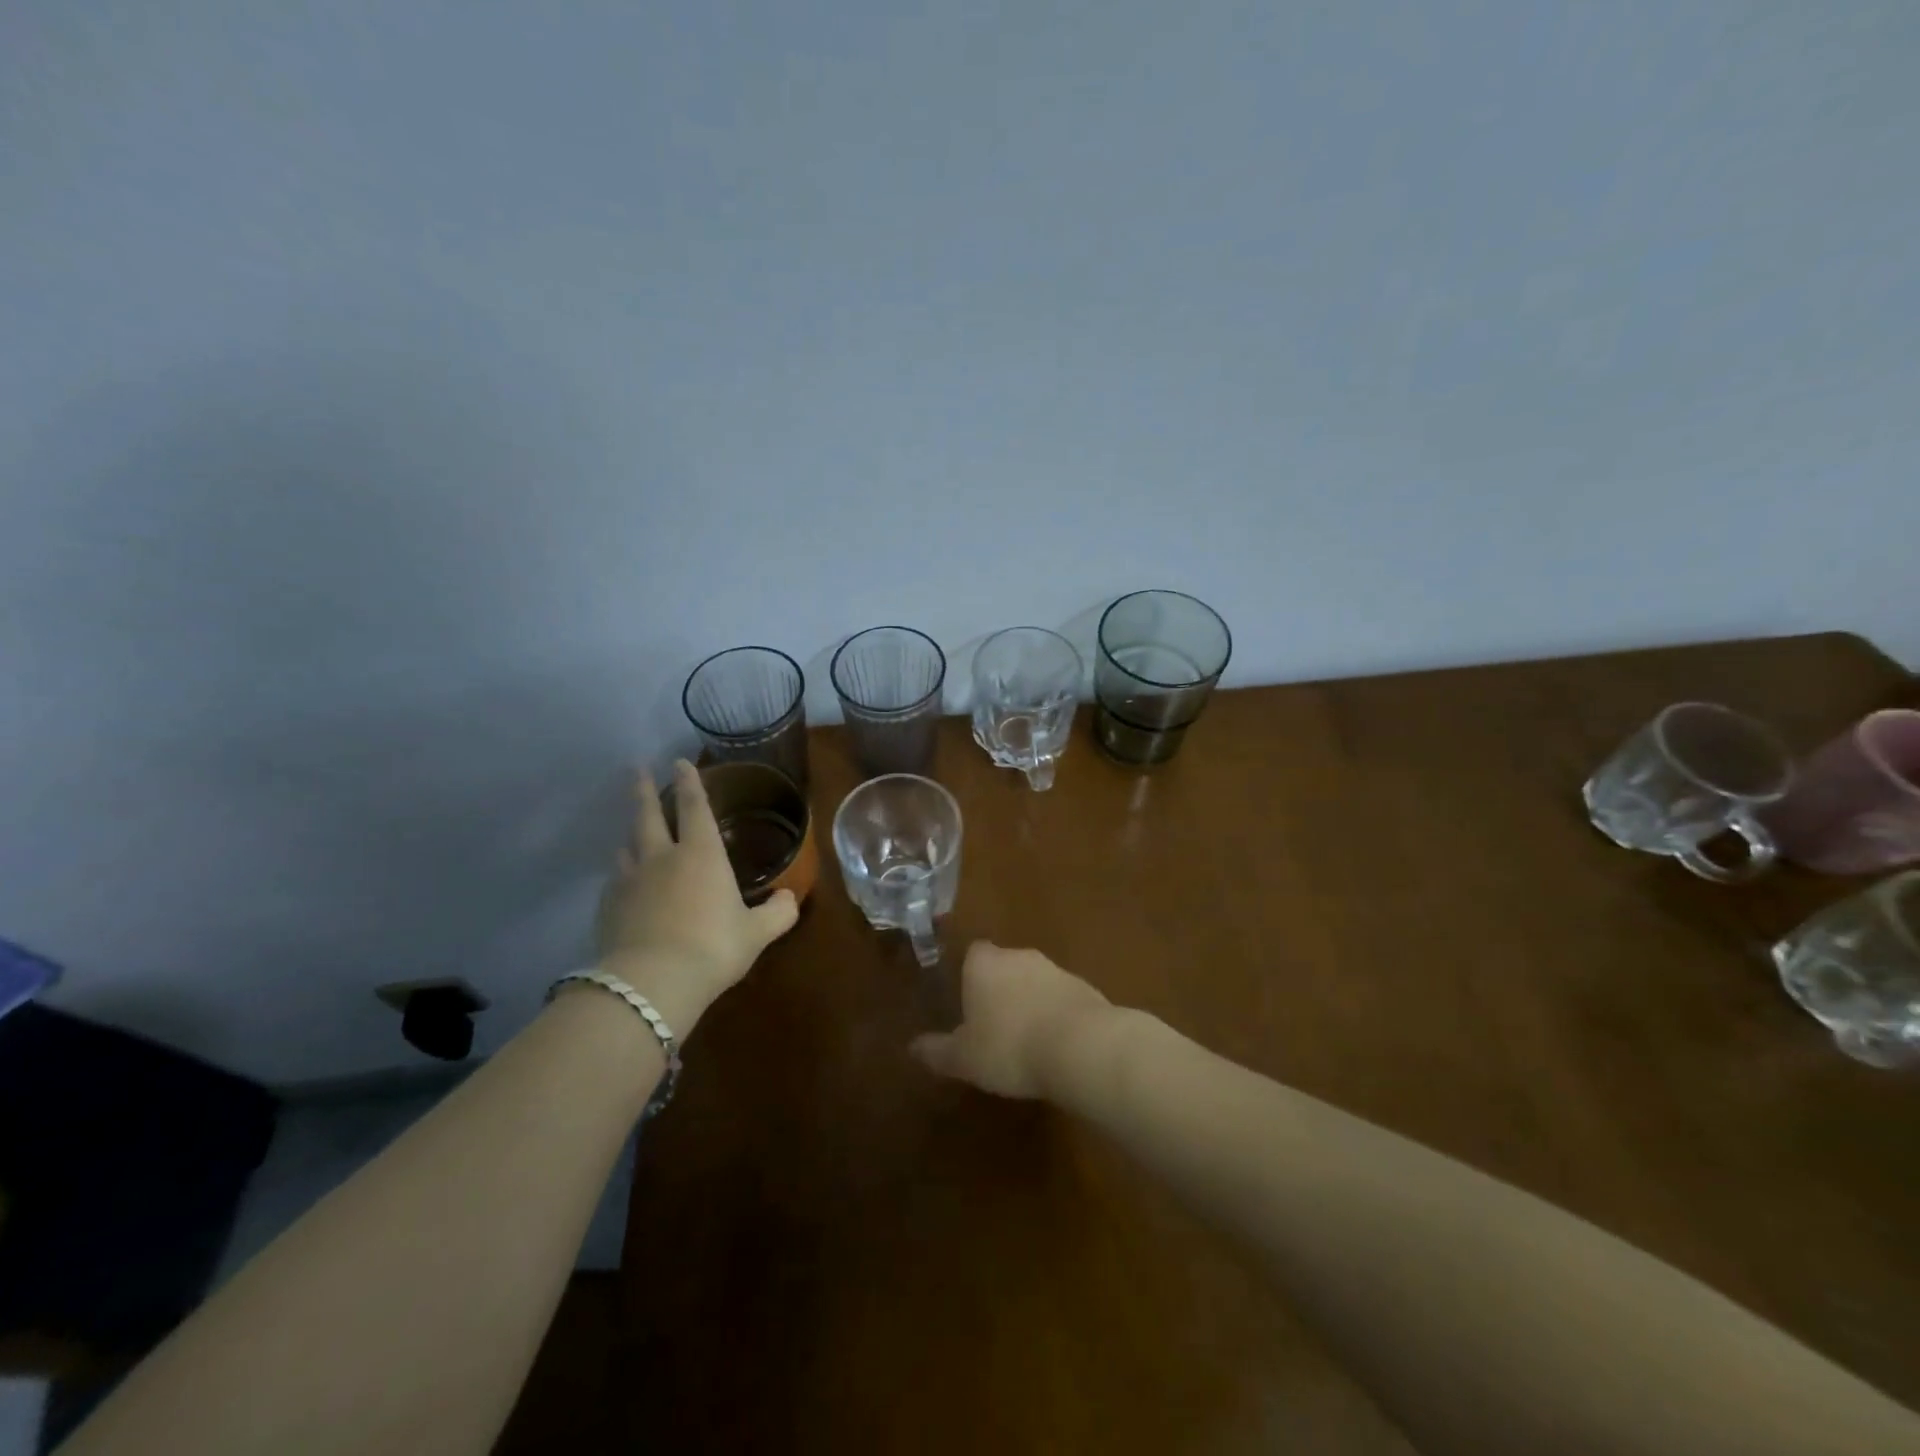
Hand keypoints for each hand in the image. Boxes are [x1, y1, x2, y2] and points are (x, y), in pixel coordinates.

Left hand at [595, 760, 798, 1035]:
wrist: (652, 983)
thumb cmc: (713, 948)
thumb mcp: (757, 933)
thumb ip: (777, 913)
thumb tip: (789, 898)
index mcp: (702, 854)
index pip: (695, 807)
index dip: (690, 782)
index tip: (679, 762)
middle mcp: (662, 857)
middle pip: (648, 815)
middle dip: (645, 791)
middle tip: (637, 770)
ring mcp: (630, 881)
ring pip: (627, 846)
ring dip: (632, 833)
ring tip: (633, 831)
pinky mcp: (608, 907)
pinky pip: (615, 880)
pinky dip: (622, 873)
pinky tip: (625, 883)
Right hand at [909, 942, 1112, 1098]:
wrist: (1080, 1046)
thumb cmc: (1009, 1046)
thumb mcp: (964, 1058)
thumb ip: (937, 1050)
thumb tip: (912, 1047)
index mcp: (983, 963)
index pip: (972, 954)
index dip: (968, 977)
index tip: (967, 1004)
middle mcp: (1019, 956)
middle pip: (1003, 965)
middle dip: (999, 990)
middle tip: (992, 1026)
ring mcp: (1055, 969)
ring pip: (1034, 981)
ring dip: (1029, 1002)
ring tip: (1025, 1041)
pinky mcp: (1085, 988)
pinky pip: (1061, 999)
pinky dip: (1055, 1015)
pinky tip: (1054, 1047)